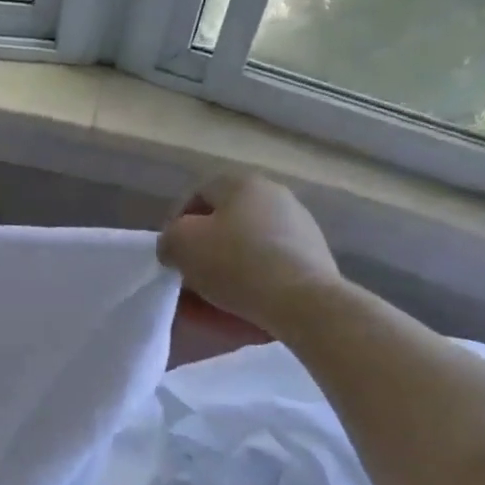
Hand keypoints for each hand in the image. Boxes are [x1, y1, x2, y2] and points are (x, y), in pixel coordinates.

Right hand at [157, 173, 339, 332]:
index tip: (170, 251)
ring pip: (248, 242)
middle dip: (203, 244)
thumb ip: (169, 238)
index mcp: (243, 183)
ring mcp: (300, 225)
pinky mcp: (315, 255)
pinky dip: (252, 277)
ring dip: (227, 262)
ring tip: (213, 291)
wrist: (303, 300)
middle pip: (225, 218)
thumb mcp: (181, 245)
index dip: (176, 220)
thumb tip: (174, 247)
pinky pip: (270, 263)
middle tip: (189, 271)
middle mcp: (275, 195)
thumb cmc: (235, 263)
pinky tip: (242, 299)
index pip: (198, 193)